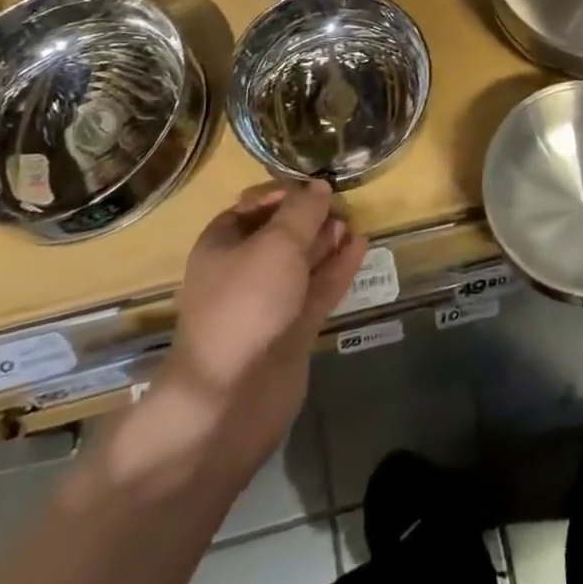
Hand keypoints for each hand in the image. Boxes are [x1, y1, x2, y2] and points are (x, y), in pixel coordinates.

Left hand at [108, 181, 365, 489]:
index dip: (284, 193)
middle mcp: (242, 271)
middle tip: (342, 203)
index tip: (316, 186)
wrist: (231, 397)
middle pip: (280, 234)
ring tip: (355, 221)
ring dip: (326, 242)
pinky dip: (337, 268)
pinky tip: (360, 247)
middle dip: (310, 218)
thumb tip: (320, 186)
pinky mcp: (291, 331)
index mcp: (222, 245)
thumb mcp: (276, 244)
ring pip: (301, 263)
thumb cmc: (246, 304)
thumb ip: (302, 212)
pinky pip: (317, 290)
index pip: (253, 207)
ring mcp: (268, 304)